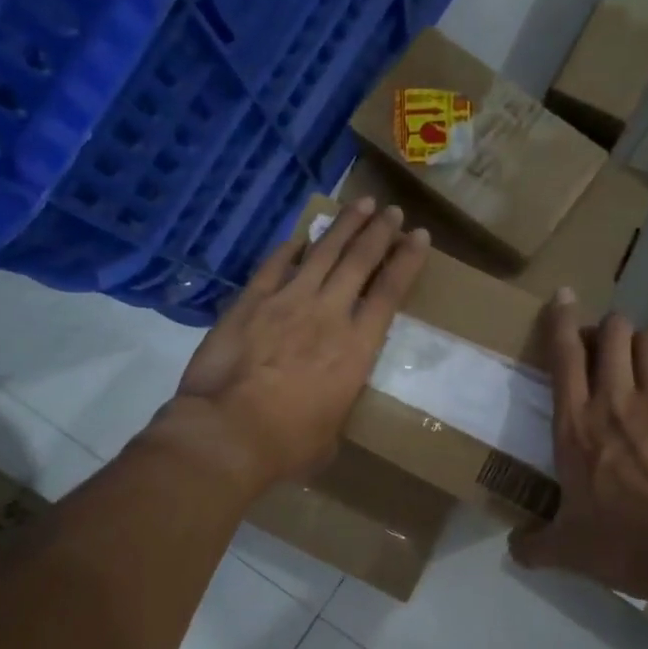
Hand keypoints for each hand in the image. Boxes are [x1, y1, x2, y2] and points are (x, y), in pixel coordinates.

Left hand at [149, 198, 428, 495]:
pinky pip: (274, 265)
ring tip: (360, 204)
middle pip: (359, 261)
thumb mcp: (331, 431)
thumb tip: (327, 404)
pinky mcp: (250, 302)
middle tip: (392, 211)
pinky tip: (301, 235)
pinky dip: (290, 247)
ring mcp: (287, 302)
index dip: (407, 260)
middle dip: (379, 232)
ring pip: (322, 253)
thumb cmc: (288, 444)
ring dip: (344, 226)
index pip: (389, 292)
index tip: (418, 236)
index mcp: (357, 348)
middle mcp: (328, 313)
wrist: (228, 433)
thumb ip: (336, 404)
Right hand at [510, 295, 647, 599]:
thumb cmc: (624, 543)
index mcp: (576, 425)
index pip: (564, 356)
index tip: (562, 296)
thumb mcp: (568, 550)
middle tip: (606, 344)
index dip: (561, 319)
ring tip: (643, 359)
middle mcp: (617, 401)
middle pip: (614, 334)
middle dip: (609, 328)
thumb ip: (535, 545)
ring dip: (645, 344)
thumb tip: (514, 549)